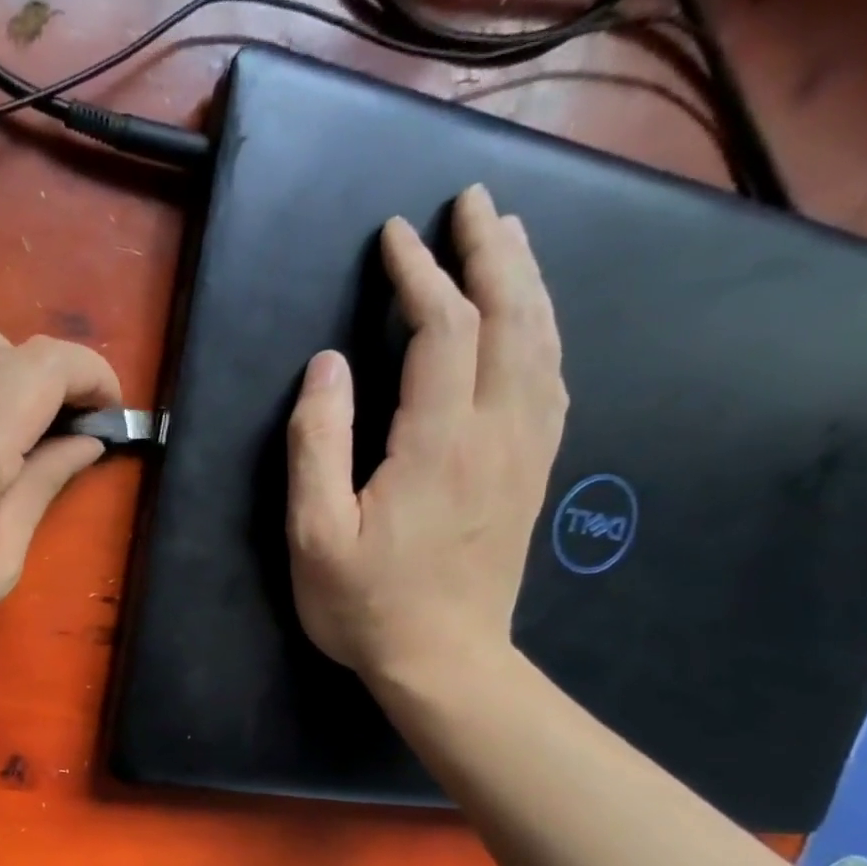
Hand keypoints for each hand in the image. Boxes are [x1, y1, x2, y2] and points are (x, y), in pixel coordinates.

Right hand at [285, 183, 567, 692]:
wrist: (444, 662)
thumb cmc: (366, 605)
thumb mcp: (314, 535)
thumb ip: (316, 446)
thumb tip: (326, 367)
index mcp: (437, 442)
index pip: (441, 329)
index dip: (420, 275)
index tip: (396, 237)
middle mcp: (496, 432)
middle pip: (510, 317)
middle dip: (491, 252)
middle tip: (473, 203)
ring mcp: (524, 452)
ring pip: (541, 342)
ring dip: (526, 281)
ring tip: (508, 239)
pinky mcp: (533, 473)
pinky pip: (551, 381)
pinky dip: (543, 333)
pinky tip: (532, 323)